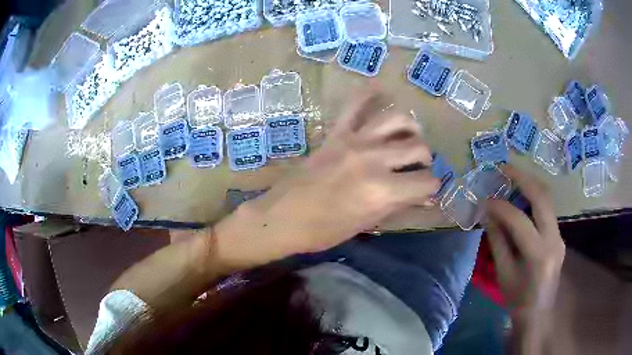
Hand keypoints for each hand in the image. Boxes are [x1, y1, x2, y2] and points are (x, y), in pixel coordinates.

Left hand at [237, 91, 439, 255]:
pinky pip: (356, 104)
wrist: (283, 218)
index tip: (425, 190)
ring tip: (408, 137)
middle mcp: (374, 160)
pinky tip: (381, 92)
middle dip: (425, 160)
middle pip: (418, 147)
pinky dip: (370, 94)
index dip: (431, 187)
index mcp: (382, 191)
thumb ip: (397, 205)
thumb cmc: (323, 231)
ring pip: (397, 119)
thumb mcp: (366, 223)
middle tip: (416, 168)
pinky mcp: (336, 133)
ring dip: (410, 128)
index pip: (426, 182)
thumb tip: (422, 195)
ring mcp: (354, 141)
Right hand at [485, 165, 564, 316]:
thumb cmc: (517, 298)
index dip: (500, 206)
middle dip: (522, 178)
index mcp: (538, 254)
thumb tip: (488, 213)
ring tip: (512, 176)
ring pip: (548, 199)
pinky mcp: (559, 235)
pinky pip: (548, 210)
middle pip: (542, 198)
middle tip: (504, 168)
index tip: (485, 198)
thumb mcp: (504, 273)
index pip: (519, 220)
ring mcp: (560, 235)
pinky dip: (534, 198)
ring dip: (530, 184)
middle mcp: (554, 239)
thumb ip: (498, 241)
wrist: (538, 312)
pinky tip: (523, 197)